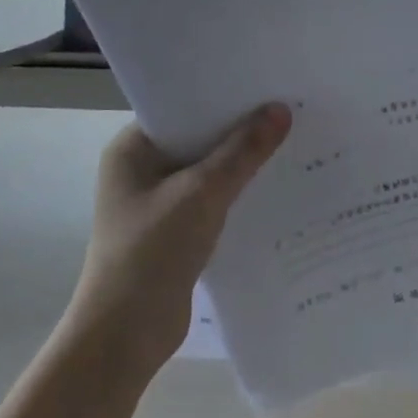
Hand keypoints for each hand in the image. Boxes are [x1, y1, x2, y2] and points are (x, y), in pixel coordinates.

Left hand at [66, 104, 291, 379]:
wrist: (125, 335)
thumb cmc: (152, 252)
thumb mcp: (202, 194)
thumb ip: (242, 152)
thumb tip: (280, 110)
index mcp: (132, 148)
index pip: (182, 106)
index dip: (223, 94)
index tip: (266, 82)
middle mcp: (142, 169)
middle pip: (199, 137)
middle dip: (240, 128)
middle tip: (290, 108)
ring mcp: (158, 201)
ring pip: (209, 170)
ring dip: (243, 163)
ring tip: (293, 142)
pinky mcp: (175, 230)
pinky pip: (213, 199)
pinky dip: (239, 193)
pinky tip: (277, 187)